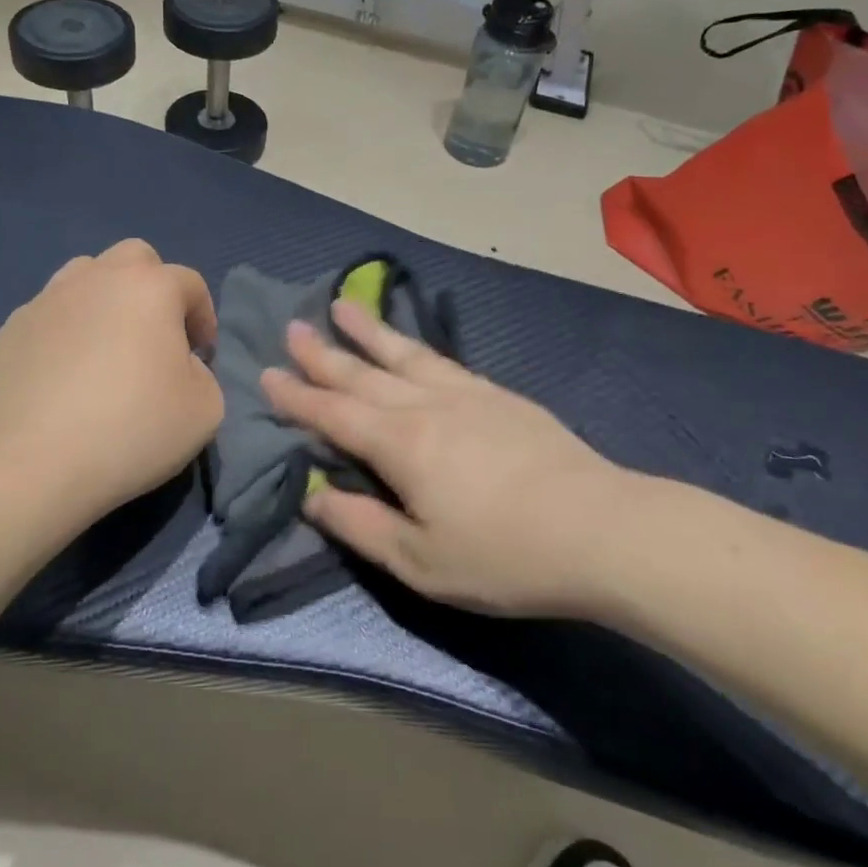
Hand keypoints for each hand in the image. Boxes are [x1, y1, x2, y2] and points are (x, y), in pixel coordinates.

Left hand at [0, 240, 222, 522]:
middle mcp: (97, 278)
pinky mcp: (8, 331)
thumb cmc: (131, 429)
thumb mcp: (205, 410)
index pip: (190, 283)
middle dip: (152, 287)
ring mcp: (45, 300)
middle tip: (155, 334)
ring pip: (83, 277)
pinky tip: (61, 378)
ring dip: (104, 300)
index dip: (204, 317)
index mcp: (149, 287)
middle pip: (134, 258)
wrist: (30, 462)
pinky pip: (47, 318)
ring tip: (105, 347)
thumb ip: (203, 374)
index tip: (201, 356)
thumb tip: (178, 365)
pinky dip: (62, 334)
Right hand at [262, 301, 630, 617]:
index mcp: (400, 444)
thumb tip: (311, 492)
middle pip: (362, 373)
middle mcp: (425, 405)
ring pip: (403, 353)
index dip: (297, 396)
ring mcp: (465, 393)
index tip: (267, 373)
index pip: (334, 413)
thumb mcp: (420, 561)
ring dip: (368, 330)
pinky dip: (415, 345)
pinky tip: (411, 344)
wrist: (601, 529)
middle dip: (323, 353)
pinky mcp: (498, 395)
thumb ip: (359, 525)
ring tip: (341, 305)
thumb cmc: (504, 555)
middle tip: (293, 327)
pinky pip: (442, 359)